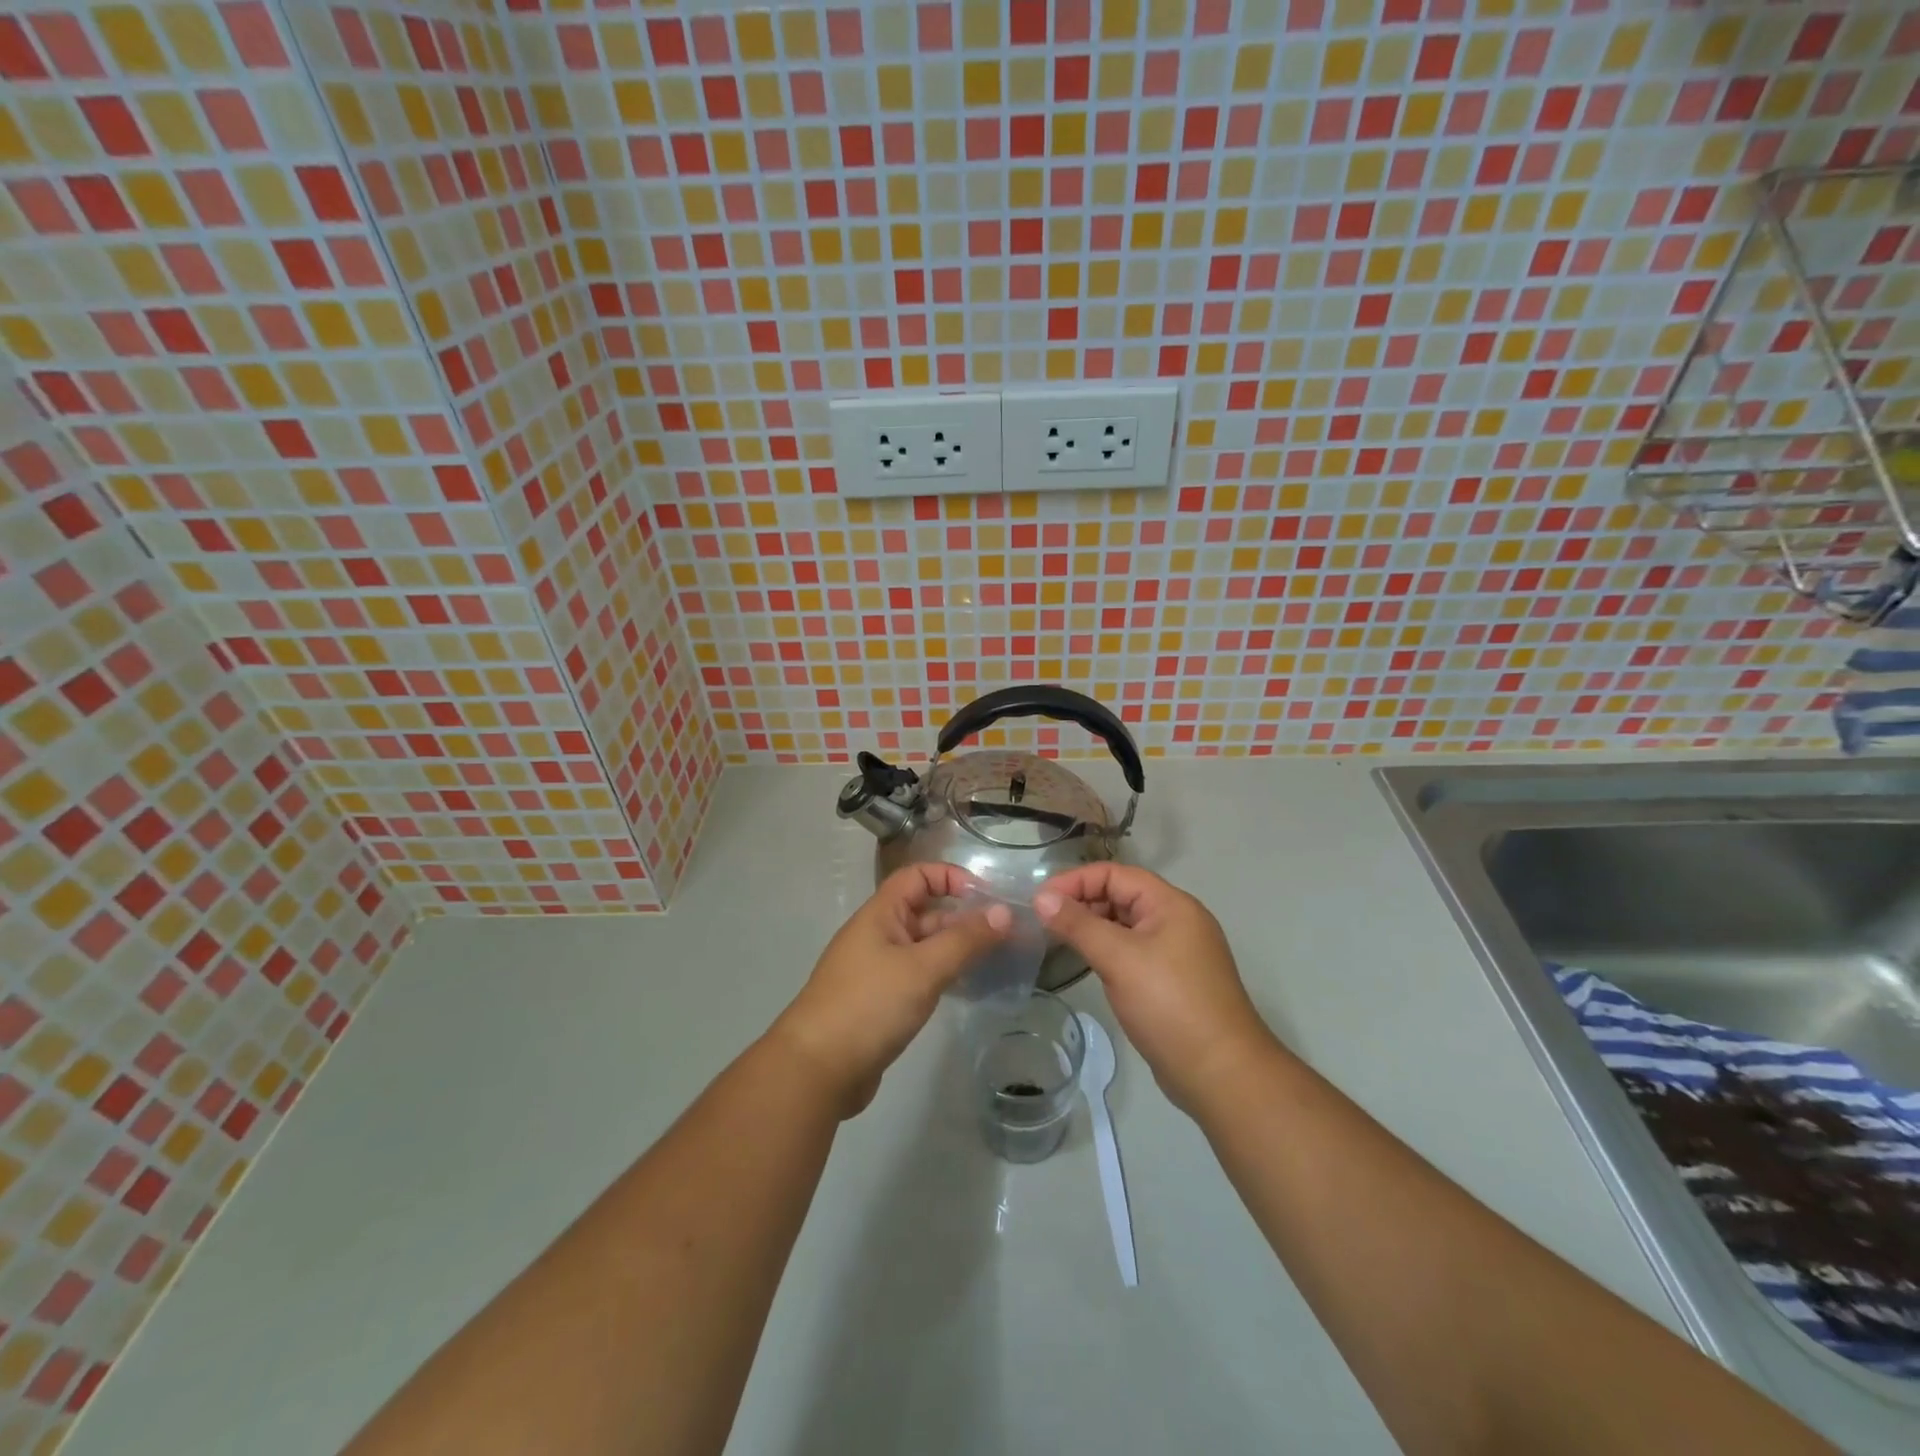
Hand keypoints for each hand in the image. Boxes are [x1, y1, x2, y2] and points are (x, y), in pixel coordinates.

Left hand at [774, 864, 1009, 1116]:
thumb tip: (1004, 912)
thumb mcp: (923, 968)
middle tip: (1007, 935)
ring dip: (957, 949)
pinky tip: (970, 989)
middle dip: (963, 918)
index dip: (950, 877)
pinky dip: (944, 976)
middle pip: (925, 912)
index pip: (917, 876)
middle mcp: (879, 935)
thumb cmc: (869, 1005)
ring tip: (998, 960)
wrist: (817, 1070)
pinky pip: (919, 976)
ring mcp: (879, 969)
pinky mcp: (882, 1001)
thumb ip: (965, 940)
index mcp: (880, 914)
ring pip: (925, 947)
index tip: (986, 896)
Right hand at [1035, 864, 1276, 1112]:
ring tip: (1055, 939)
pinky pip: (1132, 951)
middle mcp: (1176, 920)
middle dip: (1081, 902)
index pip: (1116, 874)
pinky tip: (1085, 962)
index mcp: (1171, 904)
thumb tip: (1041, 897)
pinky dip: (1106, 950)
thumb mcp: (1119, 959)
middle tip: (1042, 920)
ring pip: (1125, 925)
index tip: (1040, 900)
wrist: (1221, 1075)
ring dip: (1091, 927)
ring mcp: (1176, 952)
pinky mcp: (1171, 980)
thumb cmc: (1169, 1005)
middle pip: (1121, 896)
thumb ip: (1078, 924)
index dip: (1075, 880)